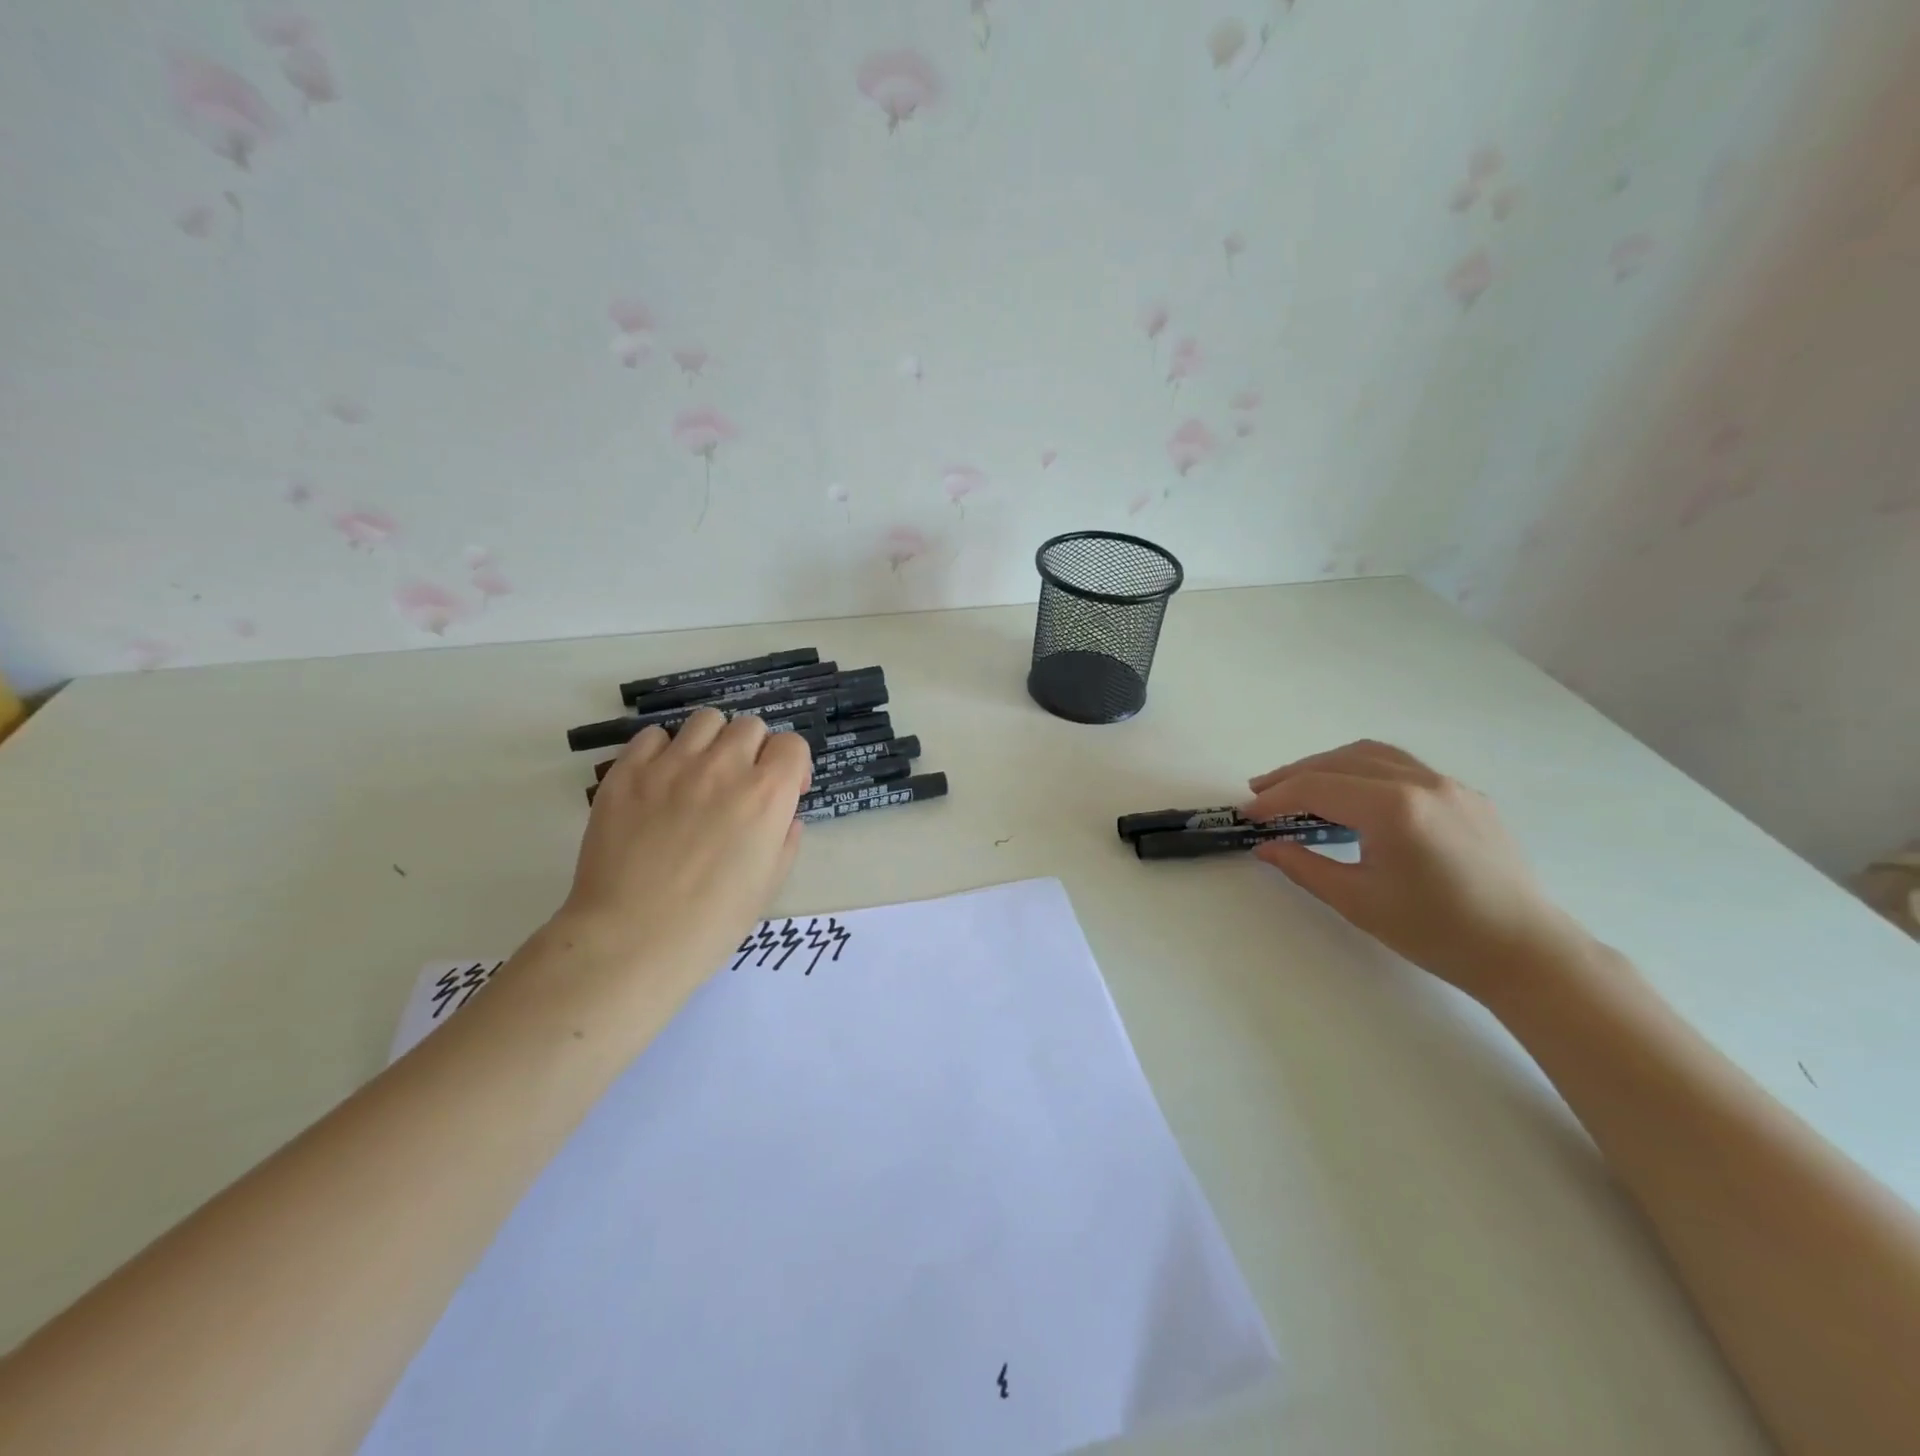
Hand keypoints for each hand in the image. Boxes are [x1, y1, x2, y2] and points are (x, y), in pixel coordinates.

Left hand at [550, 708, 812, 998]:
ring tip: (699, 774)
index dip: (792, 767)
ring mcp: (672, 765)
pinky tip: (660, 782)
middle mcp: (724, 767)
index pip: (792, 745)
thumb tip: (784, 817)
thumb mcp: (769, 884)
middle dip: (754, 751)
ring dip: (712, 742)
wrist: (631, 941)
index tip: (783, 793)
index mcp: (767, 795)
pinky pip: (653, 736)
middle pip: (750, 726)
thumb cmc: (711, 923)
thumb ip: (785, 840)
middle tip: (739, 786)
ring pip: (705, 720)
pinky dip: (663, 751)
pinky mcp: (627, 772)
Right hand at [1243, 740, 1585, 999]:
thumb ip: (1304, 866)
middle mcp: (1421, 782)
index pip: (1316, 787)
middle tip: (1261, 794)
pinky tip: (1353, 795)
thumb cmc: (1436, 932)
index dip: (1275, 798)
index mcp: (1393, 808)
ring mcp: (1448, 784)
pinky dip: (1364, 770)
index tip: (1247, 814)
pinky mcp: (1466, 795)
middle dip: (1295, 775)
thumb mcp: (1357, 901)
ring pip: (1372, 755)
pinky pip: (1403, 766)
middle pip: (1340, 761)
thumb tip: (1266, 846)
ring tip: (1300, 785)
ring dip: (1328, 765)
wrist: (1524, 952)